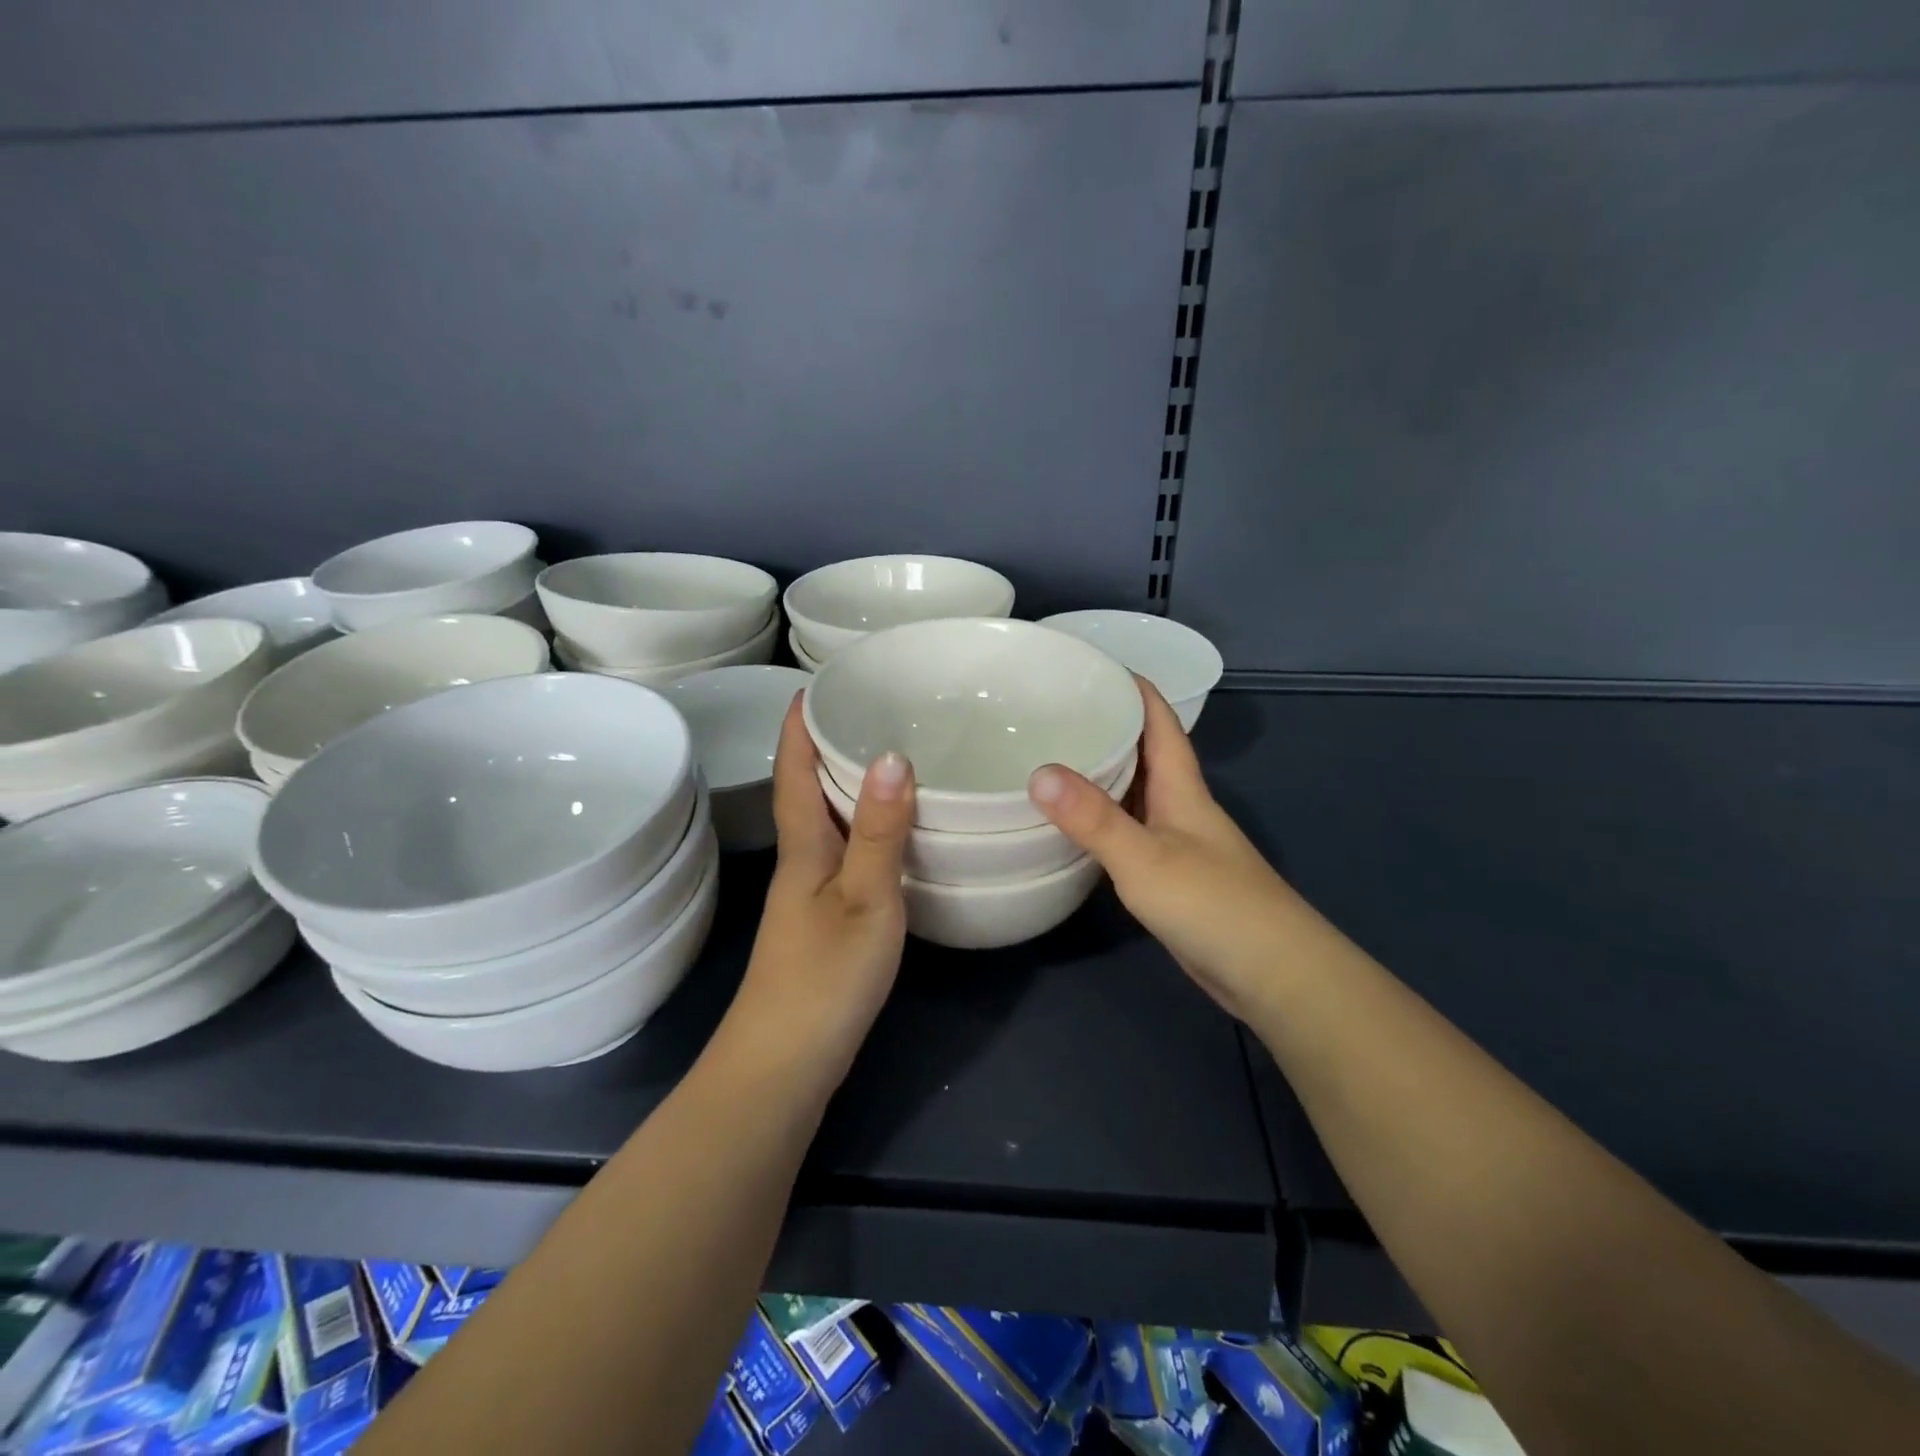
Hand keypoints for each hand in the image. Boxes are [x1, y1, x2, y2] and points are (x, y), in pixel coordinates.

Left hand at [731, 696, 914, 1083]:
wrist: (785, 1066)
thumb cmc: (824, 977)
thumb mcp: (865, 899)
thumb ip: (880, 832)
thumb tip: (893, 755)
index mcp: (803, 848)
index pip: (793, 771)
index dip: (798, 727)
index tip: (812, 684)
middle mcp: (801, 864)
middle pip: (805, 792)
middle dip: (825, 747)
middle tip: (867, 711)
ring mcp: (808, 897)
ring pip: (825, 824)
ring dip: (844, 787)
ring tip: (886, 759)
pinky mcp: (823, 924)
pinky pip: (841, 855)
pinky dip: (860, 830)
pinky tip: (889, 836)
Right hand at [1028, 681, 1298, 1020]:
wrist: (1273, 975)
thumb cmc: (1214, 904)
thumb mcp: (1146, 857)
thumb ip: (1094, 818)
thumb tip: (1038, 772)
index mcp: (1182, 787)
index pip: (1160, 721)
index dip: (1134, 688)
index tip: (1092, 666)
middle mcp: (1182, 807)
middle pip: (1146, 753)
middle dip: (1109, 726)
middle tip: (1053, 713)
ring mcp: (1179, 843)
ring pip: (1137, 793)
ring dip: (1104, 773)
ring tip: (1053, 760)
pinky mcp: (1172, 877)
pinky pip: (1131, 832)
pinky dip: (1104, 820)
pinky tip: (1076, 828)